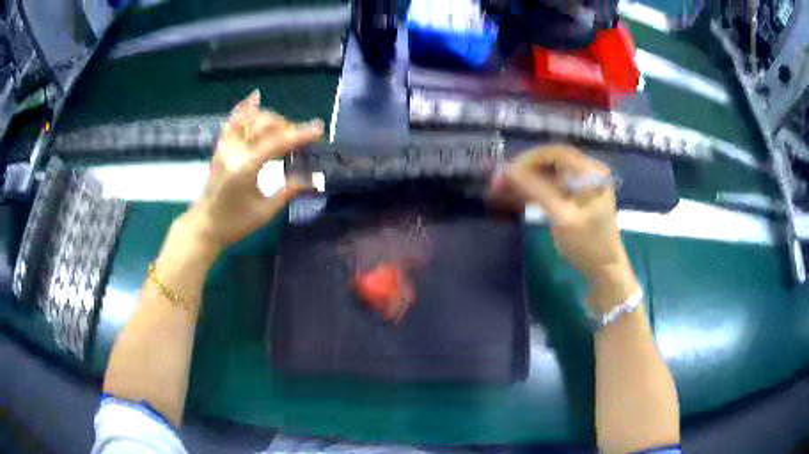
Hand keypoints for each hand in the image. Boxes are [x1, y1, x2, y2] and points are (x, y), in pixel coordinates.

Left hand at [181, 90, 323, 252]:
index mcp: (245, 168)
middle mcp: (234, 151)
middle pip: (264, 124)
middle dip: (287, 126)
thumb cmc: (234, 224)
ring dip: (270, 118)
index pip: (277, 143)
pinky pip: (232, 121)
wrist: (204, 226)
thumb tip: (313, 179)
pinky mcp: (220, 147)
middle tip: (301, 138)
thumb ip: (288, 191)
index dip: (300, 135)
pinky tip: (256, 97)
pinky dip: (244, 108)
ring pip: (250, 118)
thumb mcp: (264, 212)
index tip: (318, 129)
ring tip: (284, 127)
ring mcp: (224, 147)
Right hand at [491, 145, 639, 310]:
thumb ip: (537, 190)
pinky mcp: (573, 197)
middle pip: (549, 162)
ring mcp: (580, 184)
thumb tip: (509, 170)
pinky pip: (549, 188)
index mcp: (590, 171)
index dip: (528, 159)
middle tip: (498, 183)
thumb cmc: (588, 245)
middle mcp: (586, 171)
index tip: (506, 172)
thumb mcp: (563, 217)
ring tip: (499, 190)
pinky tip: (512, 197)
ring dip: (524, 182)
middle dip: (523, 171)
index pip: (555, 153)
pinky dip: (532, 192)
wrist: (604, 270)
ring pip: (546, 175)